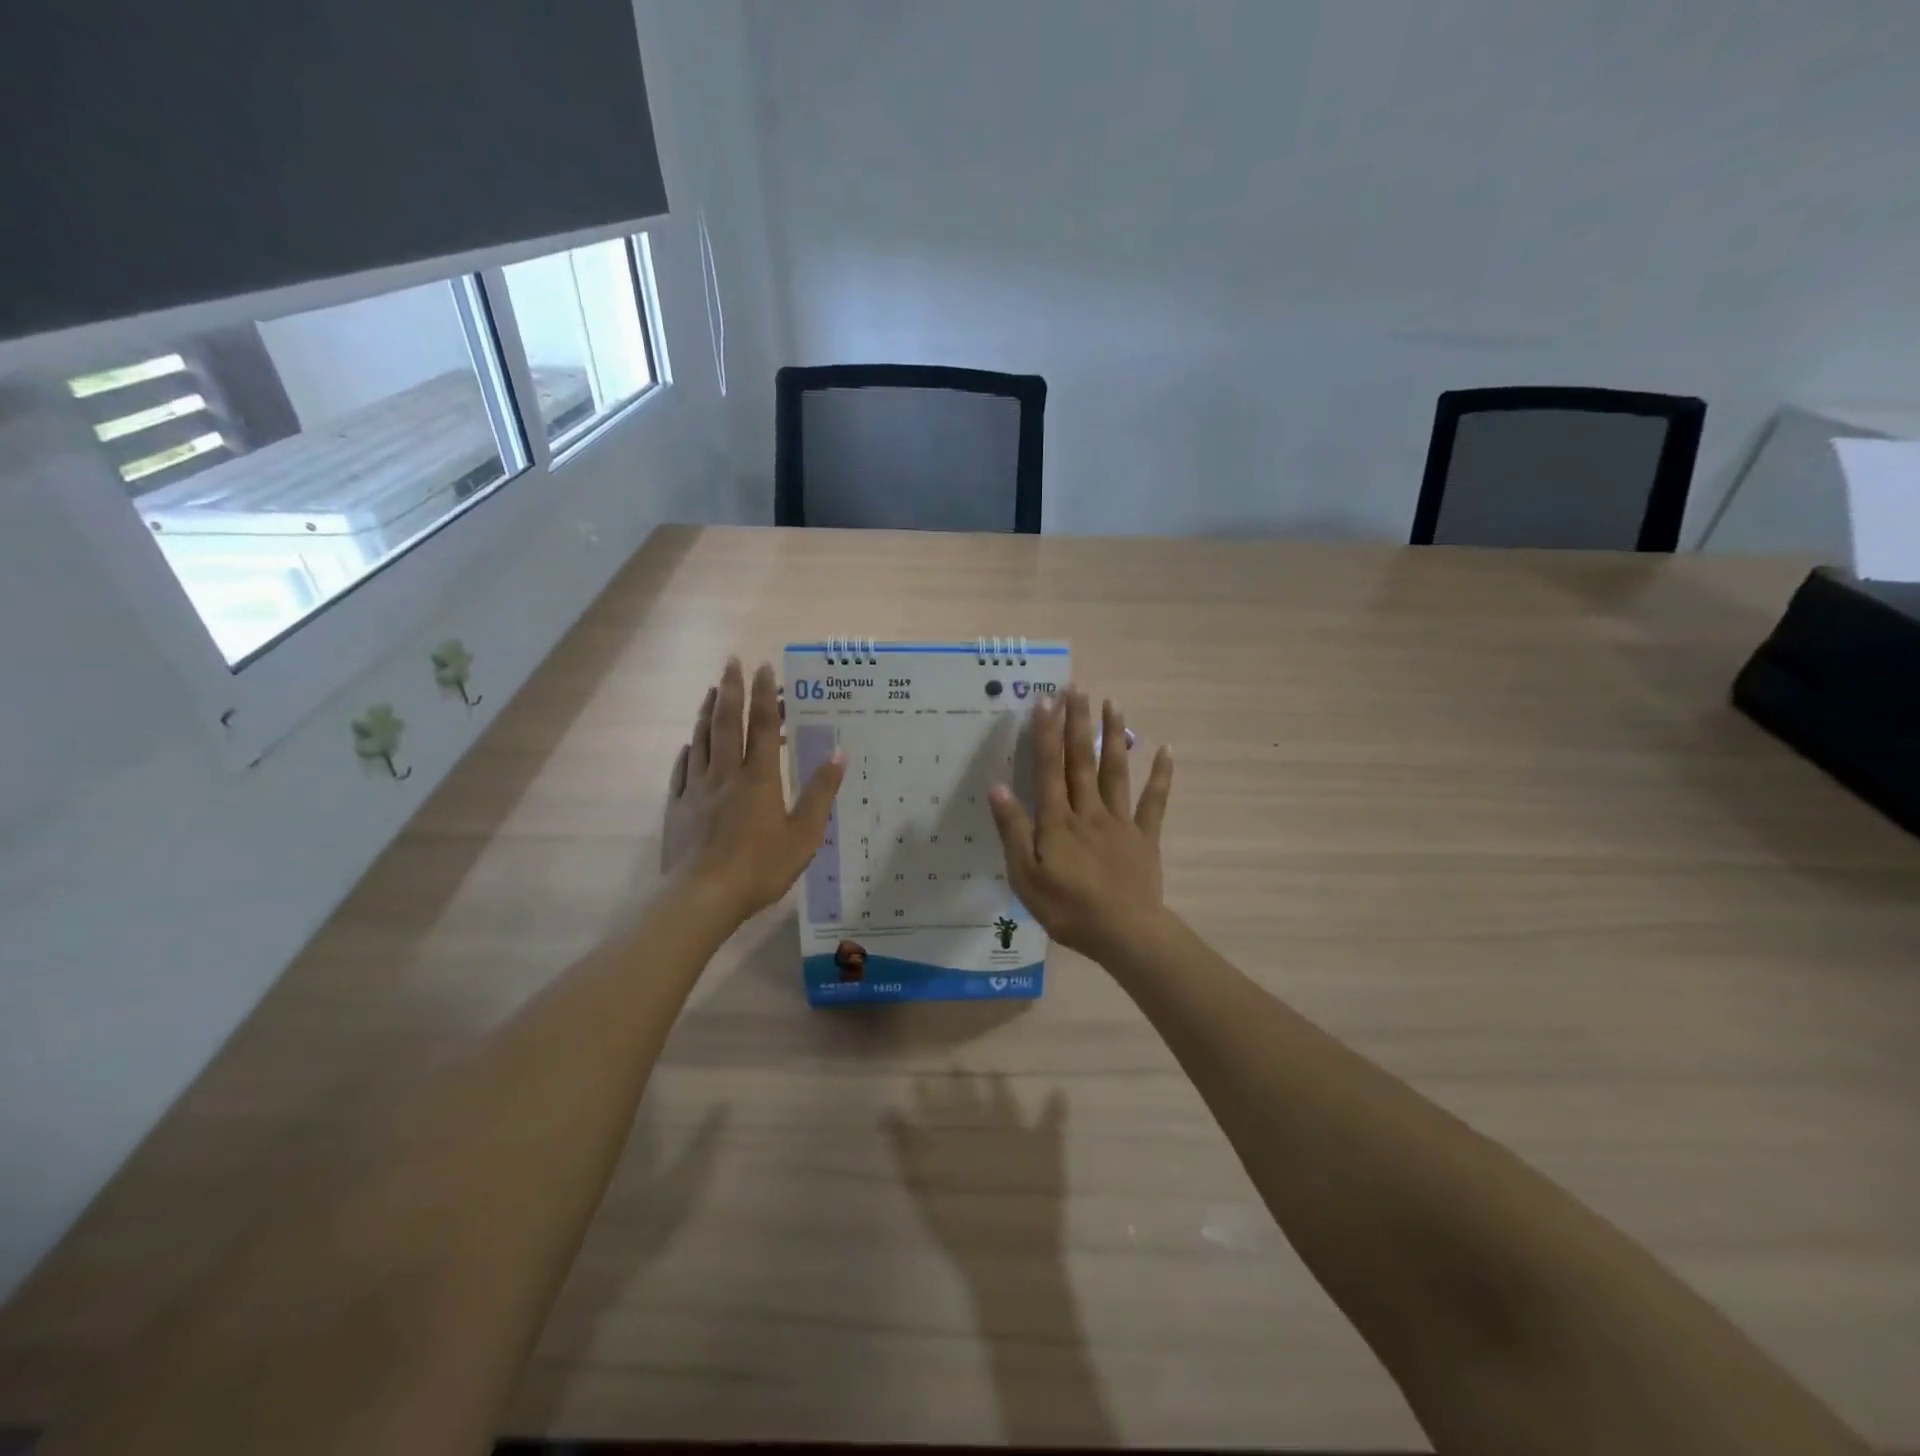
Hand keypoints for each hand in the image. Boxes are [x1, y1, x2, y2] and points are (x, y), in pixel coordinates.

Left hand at [663, 658, 844, 926]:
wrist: (702, 898)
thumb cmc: (760, 868)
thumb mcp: (804, 835)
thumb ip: (820, 793)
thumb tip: (838, 753)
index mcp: (759, 778)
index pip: (762, 726)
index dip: (765, 695)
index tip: (764, 667)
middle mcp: (725, 774)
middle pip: (726, 723)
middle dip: (730, 689)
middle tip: (731, 662)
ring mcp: (697, 789)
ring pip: (701, 740)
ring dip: (707, 712)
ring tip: (711, 691)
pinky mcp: (678, 807)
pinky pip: (681, 770)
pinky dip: (687, 750)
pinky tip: (688, 744)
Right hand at [988, 690, 1172, 961]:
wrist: (1125, 934)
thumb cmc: (1068, 909)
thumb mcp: (1026, 877)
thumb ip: (1014, 831)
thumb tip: (998, 787)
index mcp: (1058, 821)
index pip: (1048, 769)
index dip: (1046, 734)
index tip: (1046, 700)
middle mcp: (1089, 811)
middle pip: (1082, 761)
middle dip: (1078, 723)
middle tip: (1077, 688)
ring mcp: (1120, 821)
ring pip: (1116, 771)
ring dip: (1114, 736)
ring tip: (1113, 703)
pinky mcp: (1145, 836)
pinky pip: (1153, 801)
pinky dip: (1160, 776)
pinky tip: (1166, 750)